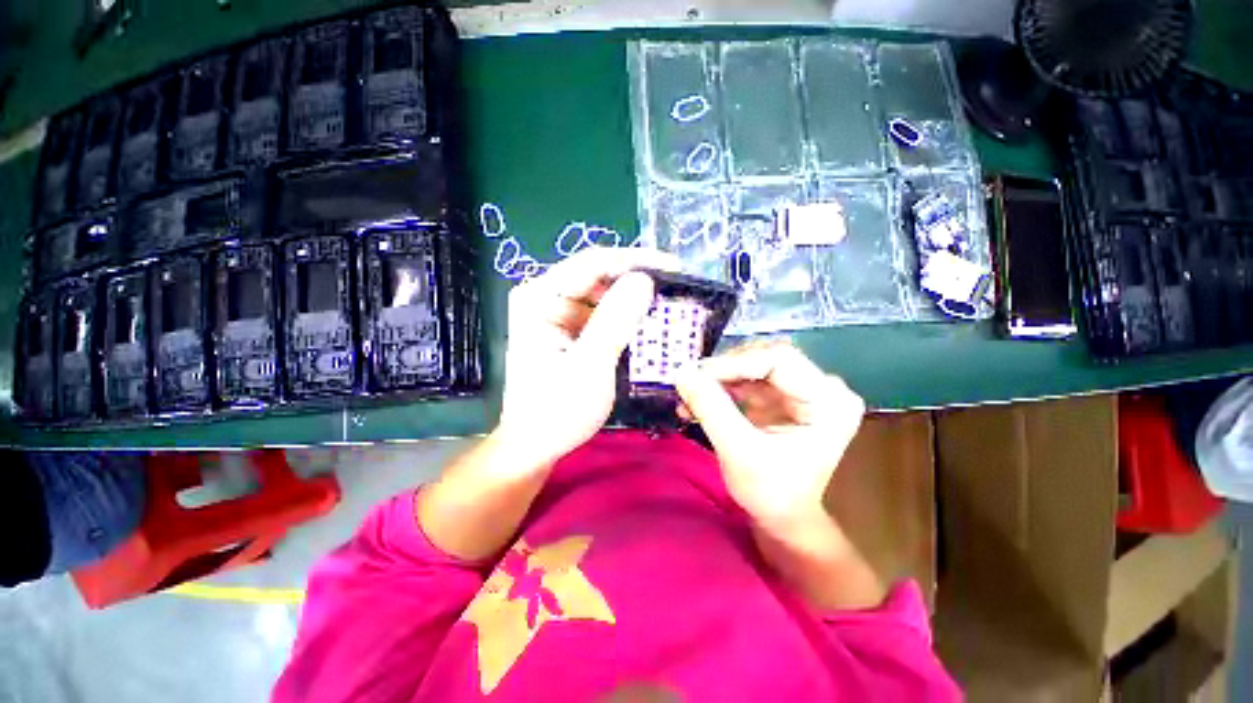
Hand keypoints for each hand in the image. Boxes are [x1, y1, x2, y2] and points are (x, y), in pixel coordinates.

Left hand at [497, 247, 678, 469]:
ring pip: (603, 294)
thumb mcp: (590, 366)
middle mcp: (545, 297)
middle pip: (598, 276)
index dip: (636, 261)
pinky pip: (602, 314)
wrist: (536, 446)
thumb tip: (644, 279)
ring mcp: (557, 313)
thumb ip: (614, 321)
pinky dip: (626, 318)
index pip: (592, 264)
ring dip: (635, 301)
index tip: (674, 267)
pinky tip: (649, 323)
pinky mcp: (568, 329)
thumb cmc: (557, 411)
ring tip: (669, 306)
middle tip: (676, 290)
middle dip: (638, 282)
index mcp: (539, 298)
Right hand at [675, 341, 864, 527]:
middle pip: (764, 358)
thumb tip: (681, 371)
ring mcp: (802, 390)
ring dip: (717, 380)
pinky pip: (747, 379)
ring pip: (751, 366)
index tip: (696, 376)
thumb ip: (710, 408)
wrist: (782, 518)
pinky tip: (698, 401)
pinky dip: (720, 388)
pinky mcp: (783, 396)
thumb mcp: (739, 452)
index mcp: (829, 402)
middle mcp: (822, 388)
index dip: (734, 363)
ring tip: (689, 398)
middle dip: (723, 371)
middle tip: (690, 386)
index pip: (779, 359)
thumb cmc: (771, 494)